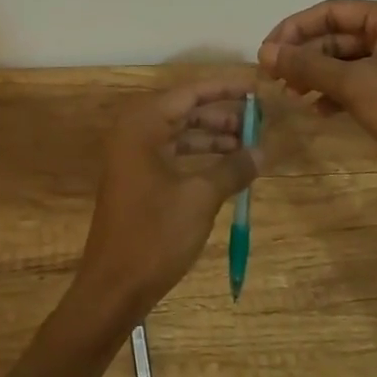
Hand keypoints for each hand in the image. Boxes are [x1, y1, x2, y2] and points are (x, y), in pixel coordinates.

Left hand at [73, 78, 259, 318]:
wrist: (114, 287)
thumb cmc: (155, 234)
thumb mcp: (201, 198)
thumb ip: (232, 168)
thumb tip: (262, 151)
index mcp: (143, 126)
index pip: (189, 93)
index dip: (224, 90)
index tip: (255, 89)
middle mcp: (134, 132)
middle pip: (184, 111)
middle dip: (221, 115)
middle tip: (257, 121)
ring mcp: (133, 157)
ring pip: (179, 134)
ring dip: (212, 138)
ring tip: (248, 145)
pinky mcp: (137, 179)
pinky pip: (173, 154)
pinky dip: (199, 157)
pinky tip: (226, 168)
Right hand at [257, 0, 376, 190]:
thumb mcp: (354, 84)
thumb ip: (307, 65)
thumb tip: (265, 52)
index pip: (330, 11)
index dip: (293, 29)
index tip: (265, 52)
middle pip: (338, 35)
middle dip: (305, 56)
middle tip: (275, 78)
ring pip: (348, 60)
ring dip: (319, 75)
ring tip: (293, 95)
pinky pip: (362, 80)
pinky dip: (339, 92)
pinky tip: (320, 111)